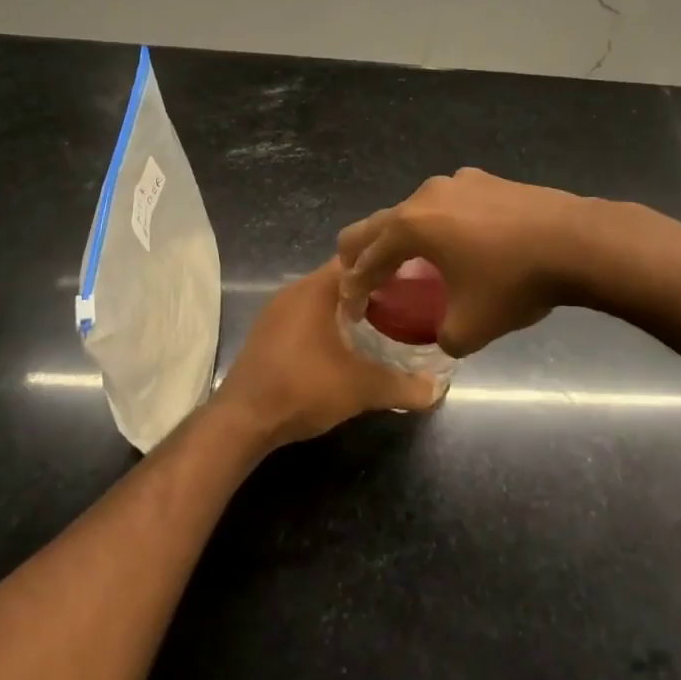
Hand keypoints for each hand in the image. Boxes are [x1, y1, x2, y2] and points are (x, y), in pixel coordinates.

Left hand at [213, 261, 442, 447]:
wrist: (242, 421)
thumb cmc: (302, 388)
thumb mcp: (360, 388)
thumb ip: (402, 386)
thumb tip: (438, 389)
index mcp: (316, 288)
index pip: (357, 258)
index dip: (386, 264)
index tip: (414, 276)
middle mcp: (294, 291)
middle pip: (340, 277)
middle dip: (372, 287)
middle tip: (406, 301)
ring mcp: (276, 312)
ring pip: (322, 298)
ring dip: (348, 307)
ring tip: (383, 322)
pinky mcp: (268, 334)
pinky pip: (306, 316)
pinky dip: (328, 322)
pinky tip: (345, 345)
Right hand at [337, 169, 594, 355]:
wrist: (576, 241)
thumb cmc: (513, 282)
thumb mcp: (470, 328)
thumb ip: (443, 337)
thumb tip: (445, 334)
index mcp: (411, 226)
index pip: (367, 259)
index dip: (355, 287)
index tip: (352, 309)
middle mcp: (425, 195)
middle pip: (379, 223)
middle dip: (363, 252)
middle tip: (360, 278)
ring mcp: (457, 181)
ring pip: (415, 209)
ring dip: (405, 235)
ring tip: (412, 261)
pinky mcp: (486, 179)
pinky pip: (449, 202)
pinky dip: (440, 223)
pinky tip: (461, 241)